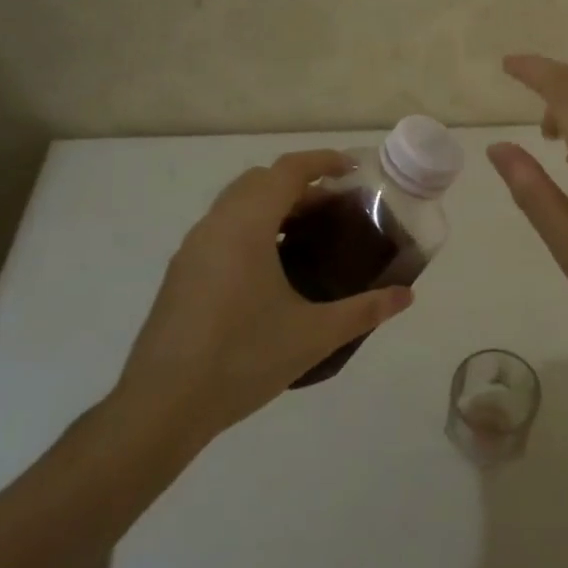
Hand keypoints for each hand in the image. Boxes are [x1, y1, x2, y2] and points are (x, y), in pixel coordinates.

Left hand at [108, 150, 412, 439]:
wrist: (162, 406)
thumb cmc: (242, 359)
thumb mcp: (314, 335)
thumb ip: (364, 311)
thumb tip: (406, 295)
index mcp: (246, 226)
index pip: (287, 170)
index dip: (322, 161)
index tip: (353, 170)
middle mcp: (215, 225)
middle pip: (260, 181)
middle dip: (300, 184)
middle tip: (334, 209)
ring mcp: (192, 249)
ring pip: (236, 204)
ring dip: (273, 206)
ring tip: (308, 236)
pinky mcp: (181, 274)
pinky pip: (221, 229)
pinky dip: (251, 228)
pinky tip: (271, 270)